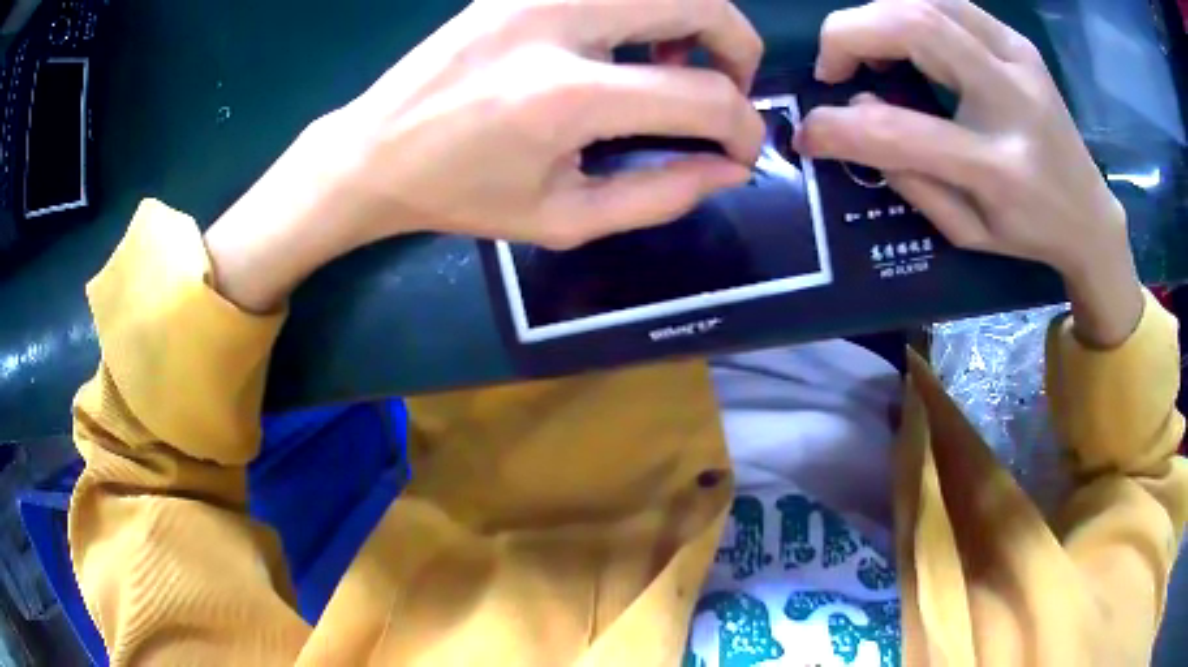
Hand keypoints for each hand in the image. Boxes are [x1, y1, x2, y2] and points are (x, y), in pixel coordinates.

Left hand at [206, 0, 764, 311]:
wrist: (374, 151)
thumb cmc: (462, 196)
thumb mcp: (563, 219)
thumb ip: (660, 196)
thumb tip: (729, 168)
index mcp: (566, 96)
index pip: (702, 94)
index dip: (742, 127)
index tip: (740, 151)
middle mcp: (558, 21)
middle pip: (699, 1)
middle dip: (738, 46)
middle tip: (729, 86)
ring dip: (695, 16)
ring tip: (677, 61)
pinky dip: (647, 6)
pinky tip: (628, 40)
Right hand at [795, 0, 1142, 346]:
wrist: (1091, 215)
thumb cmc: (1029, 233)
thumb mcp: (967, 233)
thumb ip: (910, 179)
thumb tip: (857, 119)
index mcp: (999, 170)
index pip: (901, 132)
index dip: (838, 127)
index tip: (809, 134)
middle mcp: (1011, 101)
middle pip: (913, 26)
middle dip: (848, 34)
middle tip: (834, 69)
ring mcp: (1019, 60)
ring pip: (926, 0)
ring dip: (878, 16)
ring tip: (867, 51)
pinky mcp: (1020, 43)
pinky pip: (949, 2)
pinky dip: (910, 9)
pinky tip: (904, 35)